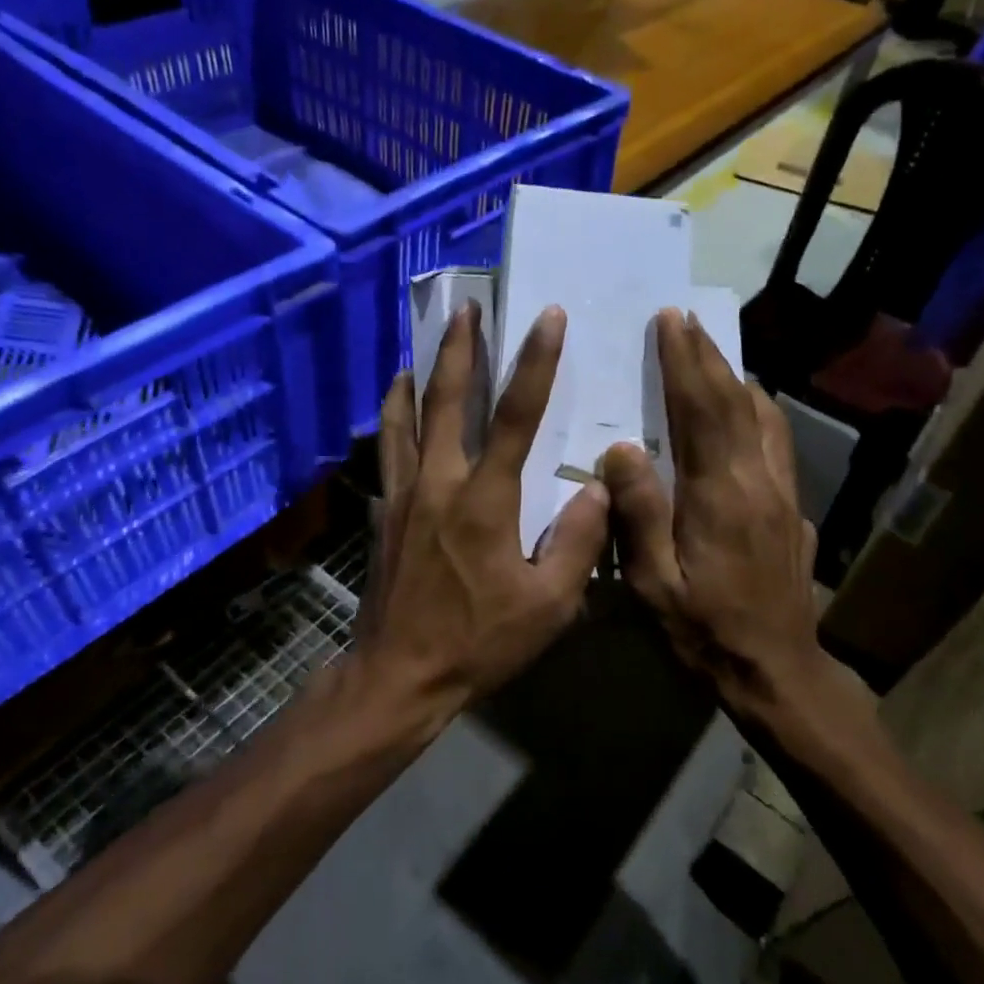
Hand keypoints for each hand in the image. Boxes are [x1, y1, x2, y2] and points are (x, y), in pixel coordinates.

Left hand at [355, 303, 608, 733]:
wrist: (398, 675)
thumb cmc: (478, 642)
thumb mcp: (548, 605)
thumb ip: (576, 541)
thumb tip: (599, 489)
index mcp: (484, 500)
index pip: (514, 416)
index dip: (534, 362)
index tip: (547, 317)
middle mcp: (438, 483)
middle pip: (444, 400)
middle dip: (458, 349)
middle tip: (465, 308)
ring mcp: (403, 495)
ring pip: (404, 419)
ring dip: (415, 376)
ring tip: (422, 347)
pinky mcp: (384, 512)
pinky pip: (388, 451)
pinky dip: (393, 420)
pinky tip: (397, 411)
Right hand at [603, 309, 875, 739]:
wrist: (777, 669)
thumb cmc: (705, 629)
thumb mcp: (655, 582)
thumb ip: (640, 513)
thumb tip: (622, 449)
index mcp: (720, 494)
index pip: (702, 411)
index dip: (685, 363)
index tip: (670, 322)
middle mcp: (759, 481)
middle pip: (735, 402)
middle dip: (708, 357)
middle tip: (685, 321)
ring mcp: (784, 493)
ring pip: (764, 418)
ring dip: (735, 380)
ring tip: (712, 357)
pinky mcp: (794, 508)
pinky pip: (778, 442)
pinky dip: (759, 411)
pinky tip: (747, 412)